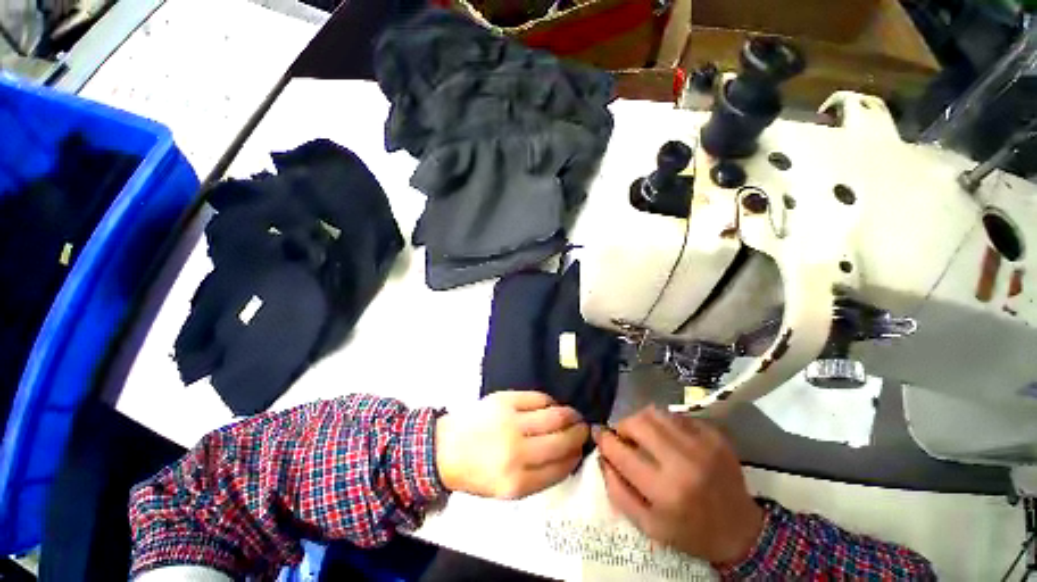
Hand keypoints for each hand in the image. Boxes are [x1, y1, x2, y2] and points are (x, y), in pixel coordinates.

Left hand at [435, 391, 588, 498]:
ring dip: (570, 415)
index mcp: (517, 482)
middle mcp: (517, 451)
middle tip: (584, 429)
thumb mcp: (507, 490)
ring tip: (573, 415)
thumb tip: (567, 455)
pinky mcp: (505, 400)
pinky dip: (550, 402)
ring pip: (555, 415)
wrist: (445, 448)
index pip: (560, 467)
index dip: (575, 457)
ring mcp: (511, 421)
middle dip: (579, 434)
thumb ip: (538, 476)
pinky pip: (538, 398)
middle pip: (562, 439)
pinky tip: (552, 405)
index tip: (581, 450)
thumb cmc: (476, 472)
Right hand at [594, 407, 763, 564]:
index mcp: (665, 491)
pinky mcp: (714, 434)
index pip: (621, 452)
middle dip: (622, 425)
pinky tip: (666, 437)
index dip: (604, 440)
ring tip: (643, 435)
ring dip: (641, 420)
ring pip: (655, 412)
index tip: (598, 434)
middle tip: (623, 436)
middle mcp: (684, 462)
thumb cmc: (690, 532)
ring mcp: (702, 444)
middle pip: (638, 422)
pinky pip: (676, 415)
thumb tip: (602, 457)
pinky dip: (664, 422)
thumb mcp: (648, 526)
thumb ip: (618, 492)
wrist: (741, 531)